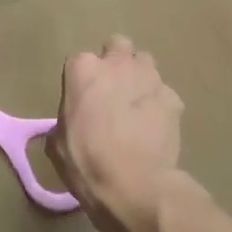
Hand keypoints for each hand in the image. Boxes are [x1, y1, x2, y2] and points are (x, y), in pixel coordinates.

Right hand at [46, 36, 184, 231]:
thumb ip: (65, 121)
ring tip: (137, 105)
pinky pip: (164, 93)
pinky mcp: (173, 98)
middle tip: (113, 89)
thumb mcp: (58, 144)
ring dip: (139, 77)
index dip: (82, 81)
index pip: (79, 61)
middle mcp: (117, 64)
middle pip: (118, 46)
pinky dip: (159, 104)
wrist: (134, 185)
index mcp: (82, 70)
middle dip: (116, 61)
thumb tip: (70, 125)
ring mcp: (149, 77)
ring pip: (145, 63)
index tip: (83, 100)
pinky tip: (156, 126)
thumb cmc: (87, 163)